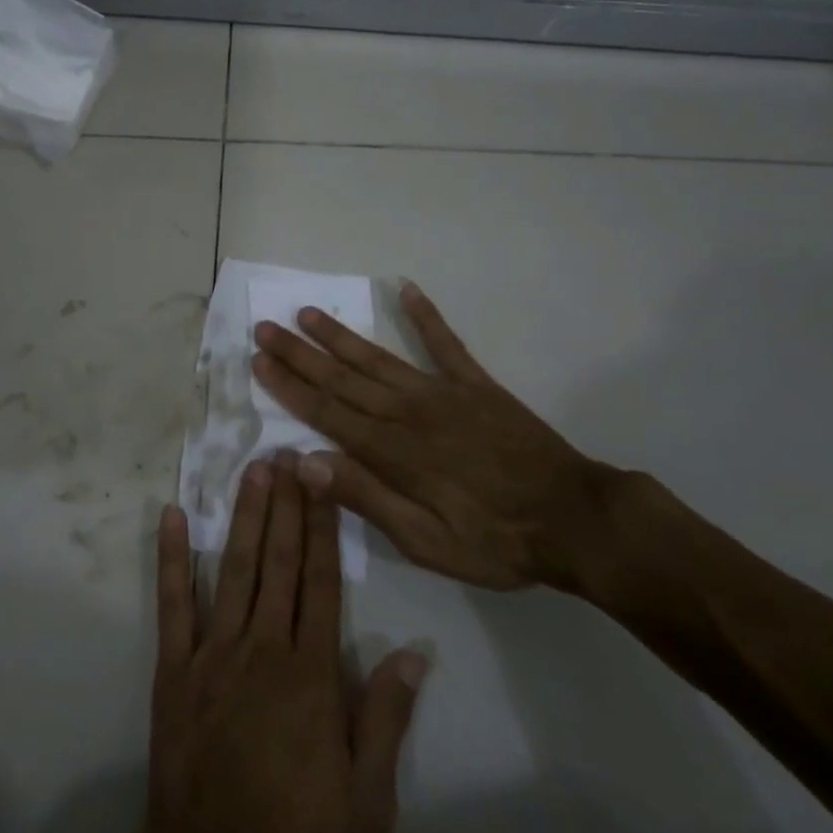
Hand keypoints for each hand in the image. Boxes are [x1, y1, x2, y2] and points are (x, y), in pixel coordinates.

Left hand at [88, 458, 426, 832]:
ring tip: (252, 470)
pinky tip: (171, 516)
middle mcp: (262, 649)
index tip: (322, 480)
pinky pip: (174, 604)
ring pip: (233, 569)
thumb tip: (414, 654)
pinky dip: (171, 557)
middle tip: (289, 453)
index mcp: (311, 675)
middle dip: (287, 505)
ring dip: (243, 516)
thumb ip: (385, 721)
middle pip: (279, 563)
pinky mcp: (174, 669)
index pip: (322, 582)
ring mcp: (213, 654)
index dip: (323, 527)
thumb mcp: (367, 806)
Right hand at [250, 282, 621, 592]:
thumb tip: (305, 462)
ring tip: (307, 312)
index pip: (326, 412)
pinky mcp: (475, 385)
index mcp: (392, 451)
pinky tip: (406, 289)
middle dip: (299, 353)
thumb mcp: (425, 542)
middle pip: (341, 378)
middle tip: (265, 327)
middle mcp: (408, 411)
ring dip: (339, 335)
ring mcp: (442, 392)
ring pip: (377, 358)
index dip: (289, 386)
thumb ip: (365, 498)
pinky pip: (445, 343)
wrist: (575, 521)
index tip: (258, 360)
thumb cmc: (495, 541)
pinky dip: (425, 316)